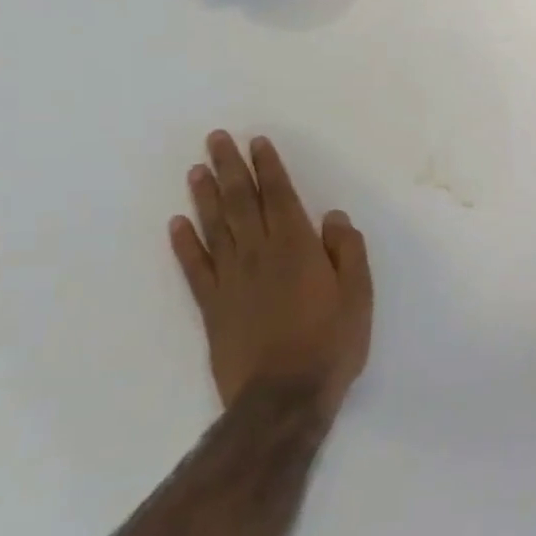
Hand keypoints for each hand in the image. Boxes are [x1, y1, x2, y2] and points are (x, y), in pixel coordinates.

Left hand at [169, 131, 372, 423]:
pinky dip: (185, 244)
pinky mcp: (212, 307)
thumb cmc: (331, 341)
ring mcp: (230, 280)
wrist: (283, 396)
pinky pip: (195, 267)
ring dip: (205, 196)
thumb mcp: (358, 294)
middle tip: (216, 139)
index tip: (257, 142)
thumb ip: (347, 251)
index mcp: (297, 248)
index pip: (279, 197)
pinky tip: (177, 224)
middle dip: (229, 169)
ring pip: (215, 227)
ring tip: (197, 169)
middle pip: (240, 203)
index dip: (268, 168)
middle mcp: (259, 254)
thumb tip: (332, 217)